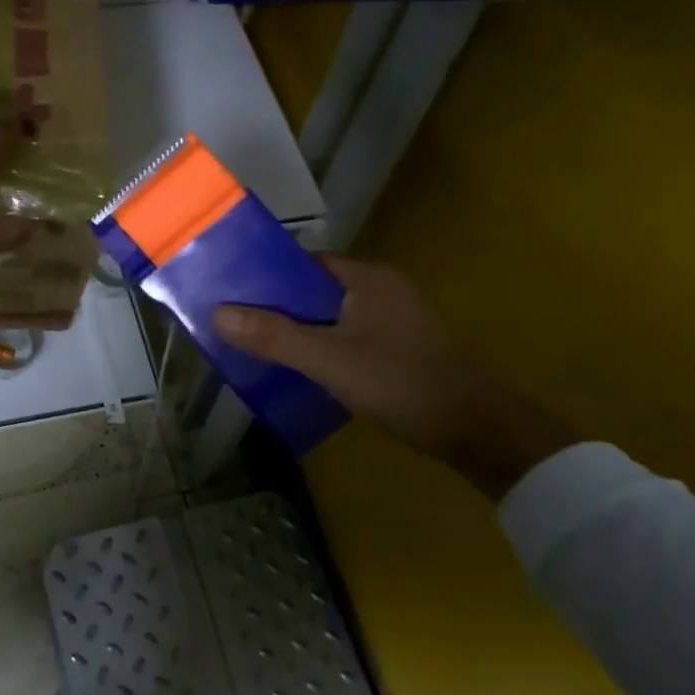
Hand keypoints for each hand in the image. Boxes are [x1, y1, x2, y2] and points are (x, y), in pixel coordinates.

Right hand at [214, 255, 578, 499]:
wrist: (477, 432)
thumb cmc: (400, 382)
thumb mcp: (327, 359)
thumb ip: (273, 336)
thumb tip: (217, 313)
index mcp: (366, 279)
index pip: (304, 262)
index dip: (265, 273)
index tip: (229, 288)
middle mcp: (380, 291)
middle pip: (312, 290)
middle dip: (274, 304)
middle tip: (233, 319)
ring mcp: (391, 321)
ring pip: (327, 316)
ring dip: (294, 329)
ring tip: (253, 343)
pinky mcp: (396, 350)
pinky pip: (343, 337)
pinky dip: (317, 347)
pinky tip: (295, 367)